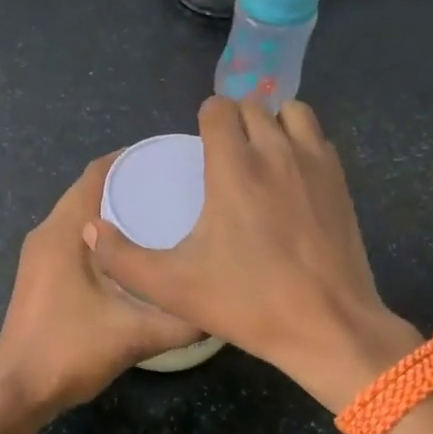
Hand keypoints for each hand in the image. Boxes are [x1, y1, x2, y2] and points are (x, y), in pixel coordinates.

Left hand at [0, 153, 204, 417]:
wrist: (17, 391)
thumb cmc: (69, 351)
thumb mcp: (135, 335)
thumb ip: (182, 321)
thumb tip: (222, 307)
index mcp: (63, 231)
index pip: (96, 173)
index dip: (132, 159)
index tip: (172, 159)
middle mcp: (47, 233)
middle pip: (89, 191)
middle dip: (131, 183)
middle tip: (178, 187)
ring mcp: (39, 255)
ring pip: (80, 216)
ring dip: (115, 209)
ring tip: (162, 213)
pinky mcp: (39, 274)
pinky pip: (74, 237)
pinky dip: (102, 234)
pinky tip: (133, 252)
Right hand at [89, 95, 419, 411]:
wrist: (328, 327)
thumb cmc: (247, 303)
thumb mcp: (171, 287)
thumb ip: (122, 258)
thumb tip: (91, 230)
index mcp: (234, 168)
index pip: (219, 108)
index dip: (205, 119)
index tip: (199, 145)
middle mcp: (277, 152)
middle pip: (253, 106)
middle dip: (235, 121)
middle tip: (224, 155)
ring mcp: (315, 164)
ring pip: (293, 113)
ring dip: (272, 123)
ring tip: (260, 156)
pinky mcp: (341, 182)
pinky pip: (318, 139)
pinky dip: (301, 144)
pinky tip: (291, 179)